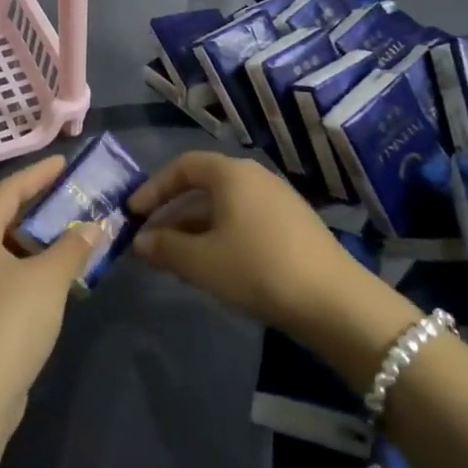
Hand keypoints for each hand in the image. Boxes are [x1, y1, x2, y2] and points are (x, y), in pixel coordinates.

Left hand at [0, 156, 96, 419]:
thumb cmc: (9, 322)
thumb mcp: (48, 278)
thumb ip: (73, 247)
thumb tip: (95, 226)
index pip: (7, 191)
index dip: (36, 174)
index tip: (64, 162)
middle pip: (4, 218)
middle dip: (39, 205)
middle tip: (72, 194)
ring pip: (8, 250)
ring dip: (39, 240)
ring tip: (73, 233)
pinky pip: (9, 277)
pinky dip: (34, 268)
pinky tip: (58, 277)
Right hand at [130, 151, 375, 335]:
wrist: (333, 300)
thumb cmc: (257, 269)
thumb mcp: (202, 261)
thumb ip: (165, 247)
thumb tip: (140, 241)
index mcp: (231, 173)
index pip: (183, 166)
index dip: (154, 188)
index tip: (134, 214)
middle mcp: (255, 176)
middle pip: (203, 186)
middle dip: (172, 212)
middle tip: (150, 239)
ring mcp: (278, 200)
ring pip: (224, 206)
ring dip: (195, 228)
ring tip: (175, 259)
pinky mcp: (293, 225)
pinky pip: (244, 220)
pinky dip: (220, 235)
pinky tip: (214, 266)